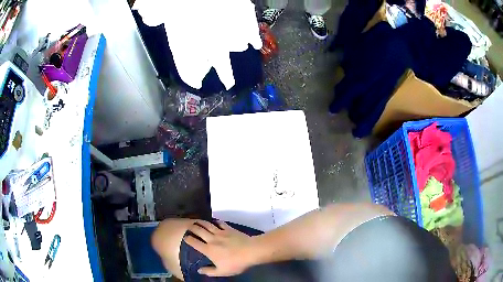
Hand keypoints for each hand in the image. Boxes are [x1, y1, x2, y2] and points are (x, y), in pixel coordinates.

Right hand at [184, 220, 255, 276]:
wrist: (250, 251)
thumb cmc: (235, 263)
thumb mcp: (222, 272)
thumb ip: (209, 271)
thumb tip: (199, 270)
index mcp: (208, 250)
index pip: (194, 242)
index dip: (188, 239)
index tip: (185, 237)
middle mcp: (212, 239)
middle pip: (199, 230)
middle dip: (192, 228)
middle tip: (188, 226)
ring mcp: (221, 232)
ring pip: (208, 225)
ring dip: (201, 222)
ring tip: (197, 221)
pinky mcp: (229, 229)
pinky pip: (220, 223)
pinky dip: (216, 221)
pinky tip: (214, 222)